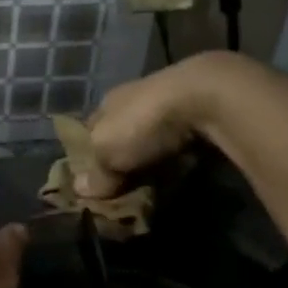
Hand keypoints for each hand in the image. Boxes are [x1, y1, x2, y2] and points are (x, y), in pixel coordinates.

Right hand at [77, 53, 247, 198]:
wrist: (206, 97)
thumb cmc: (143, 123)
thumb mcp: (108, 152)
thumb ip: (97, 174)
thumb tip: (81, 189)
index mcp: (107, 103)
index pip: (90, 130)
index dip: (89, 156)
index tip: (93, 182)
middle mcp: (134, 98)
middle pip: (122, 134)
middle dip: (123, 159)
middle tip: (123, 190)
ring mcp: (169, 103)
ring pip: (152, 137)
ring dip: (152, 158)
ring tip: (152, 185)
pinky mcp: (200, 112)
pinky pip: (181, 141)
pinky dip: (178, 156)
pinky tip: (180, 170)